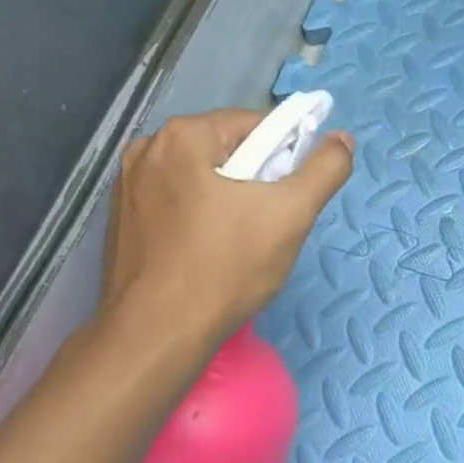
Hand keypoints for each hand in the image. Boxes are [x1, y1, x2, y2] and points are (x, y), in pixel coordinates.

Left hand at [96, 109, 353, 361]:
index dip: (286, 157)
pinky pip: (177, 203)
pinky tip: (209, 253)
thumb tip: (343, 139)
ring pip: (203, 179)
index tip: (292, 197)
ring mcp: (127, 186)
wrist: (156, 335)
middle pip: (228, 151)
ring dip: (230, 200)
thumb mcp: (291, 214)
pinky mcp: (121, 221)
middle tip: (271, 224)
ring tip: (242, 242)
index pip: (256, 126)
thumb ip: (325, 169)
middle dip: (257, 181)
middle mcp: (147, 150)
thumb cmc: (226, 268)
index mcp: (183, 136)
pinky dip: (201, 218)